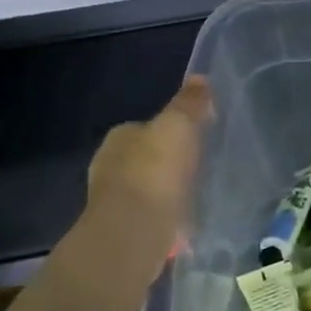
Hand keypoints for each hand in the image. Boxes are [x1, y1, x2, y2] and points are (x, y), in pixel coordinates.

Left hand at [85, 76, 211, 235]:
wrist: (134, 232)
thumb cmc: (154, 171)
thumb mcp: (178, 126)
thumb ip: (189, 103)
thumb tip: (199, 78)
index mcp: (119, 137)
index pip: (145, 126)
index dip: (170, 129)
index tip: (195, 136)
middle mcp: (110, 166)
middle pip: (146, 158)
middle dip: (168, 162)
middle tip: (199, 166)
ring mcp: (115, 202)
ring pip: (149, 189)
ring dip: (167, 191)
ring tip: (197, 194)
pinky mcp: (126, 230)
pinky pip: (153, 217)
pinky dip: (168, 218)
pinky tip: (187, 223)